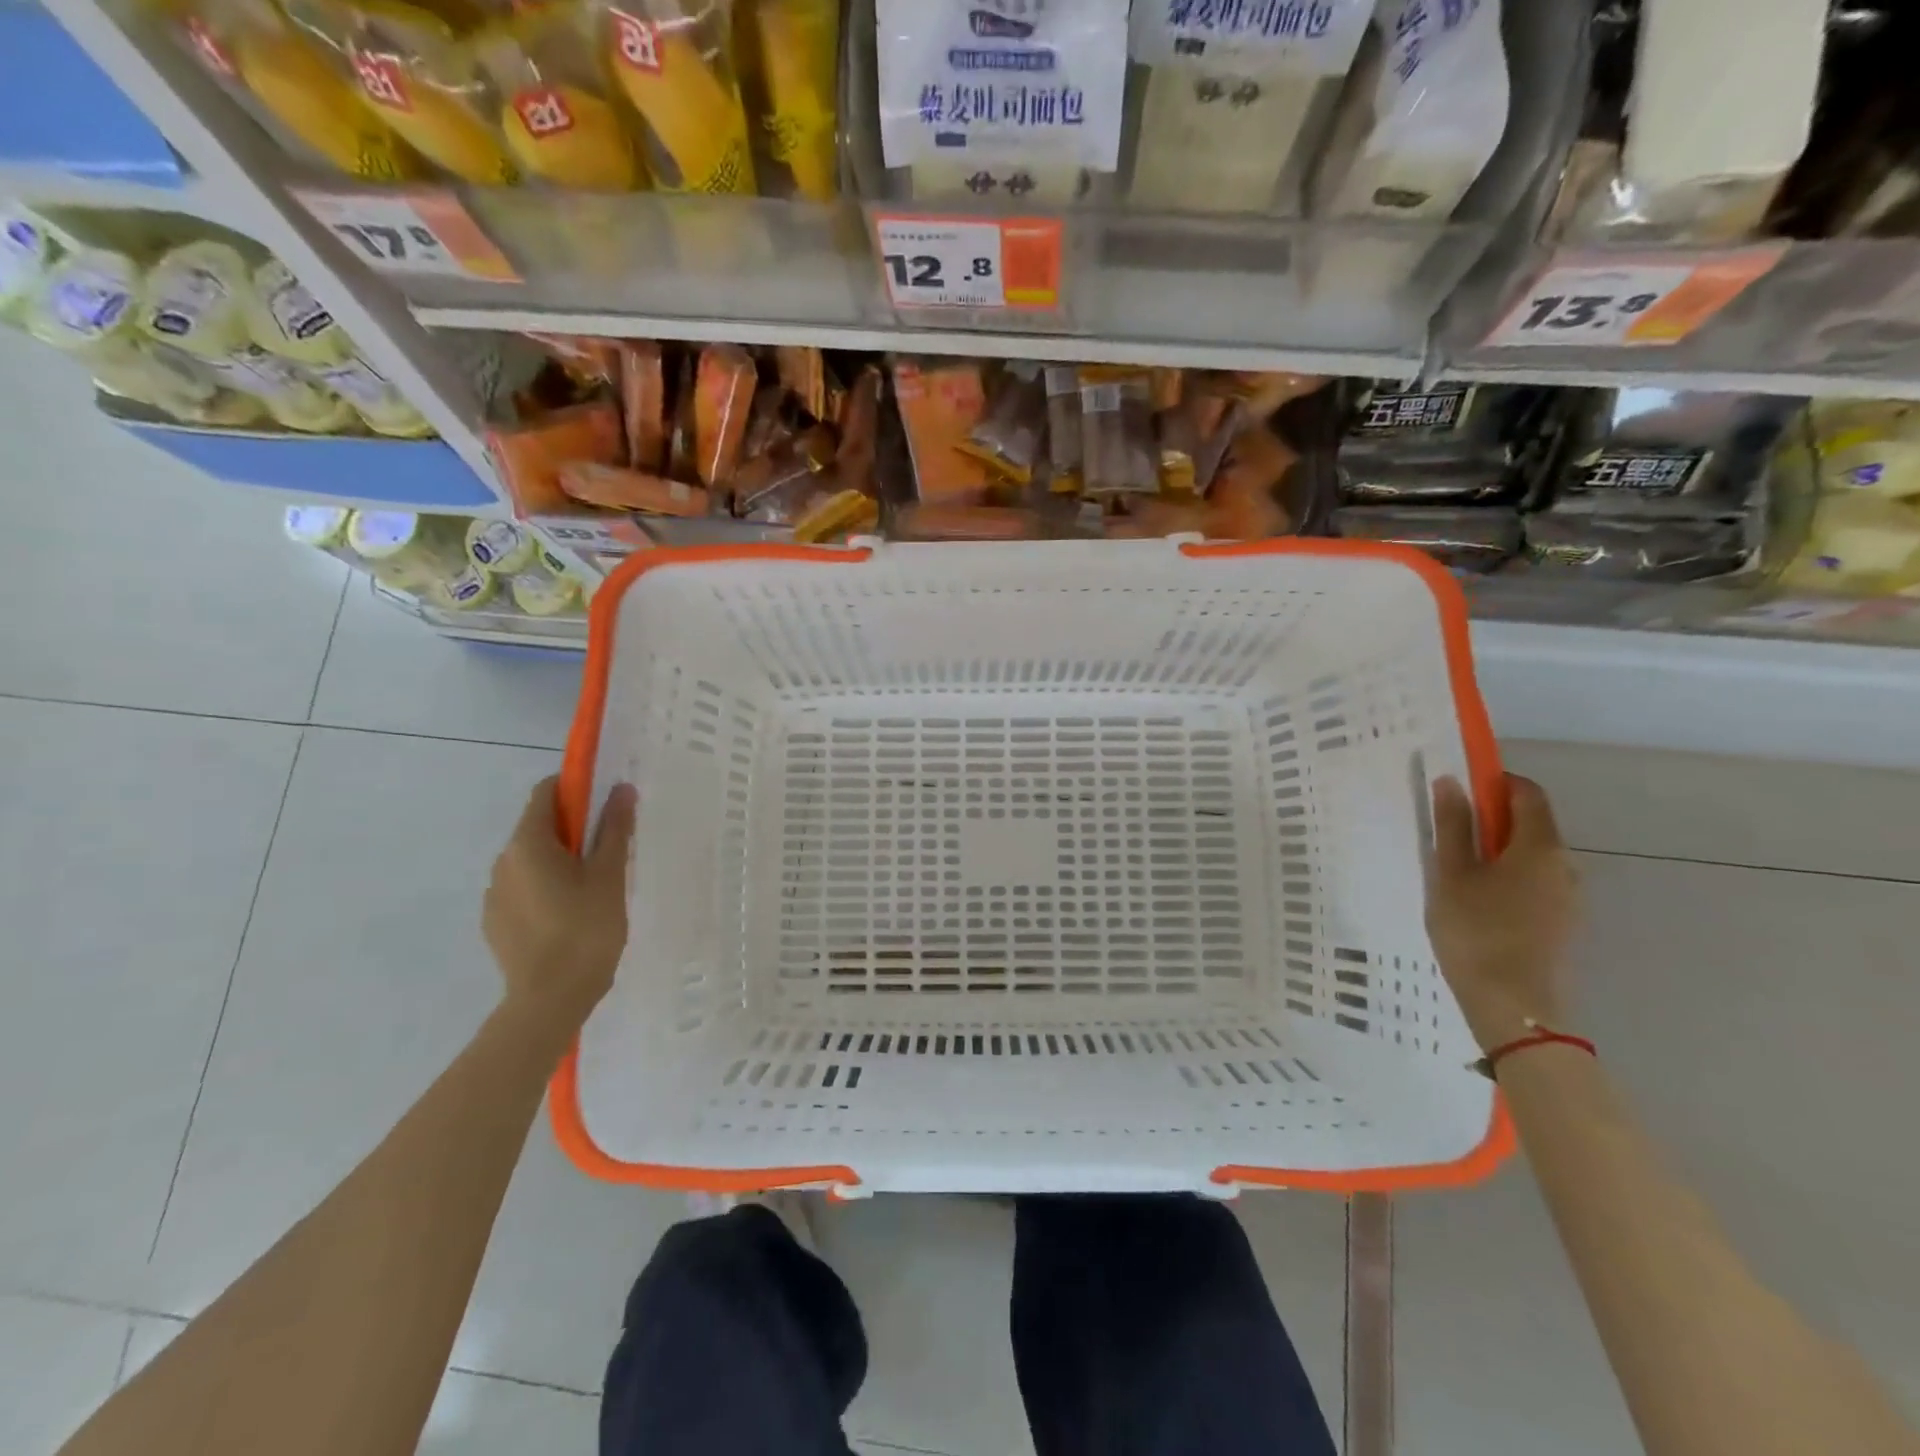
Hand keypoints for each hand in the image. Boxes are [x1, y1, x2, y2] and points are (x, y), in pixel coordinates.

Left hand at [483, 777, 636, 1029]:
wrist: (549, 1000)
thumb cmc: (585, 930)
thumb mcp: (609, 875)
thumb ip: (614, 829)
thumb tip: (620, 790)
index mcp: (528, 844)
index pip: (545, 793)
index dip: (577, 790)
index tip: (606, 805)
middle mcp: (503, 861)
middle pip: (539, 826)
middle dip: (574, 829)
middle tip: (610, 852)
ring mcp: (494, 893)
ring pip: (532, 860)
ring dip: (560, 861)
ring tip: (593, 890)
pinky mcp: (495, 921)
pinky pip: (524, 889)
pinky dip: (546, 889)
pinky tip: (570, 917)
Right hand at [1426, 774, 1579, 1050]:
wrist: (1513, 1006)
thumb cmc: (1475, 931)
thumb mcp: (1451, 874)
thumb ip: (1452, 825)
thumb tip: (1451, 781)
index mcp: (1540, 847)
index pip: (1527, 793)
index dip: (1495, 782)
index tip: (1459, 789)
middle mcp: (1565, 865)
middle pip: (1532, 824)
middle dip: (1491, 818)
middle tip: (1447, 834)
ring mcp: (1569, 896)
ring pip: (1531, 856)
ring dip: (1497, 850)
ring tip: (1455, 872)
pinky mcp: (1562, 921)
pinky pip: (1535, 882)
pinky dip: (1507, 876)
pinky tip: (1476, 901)